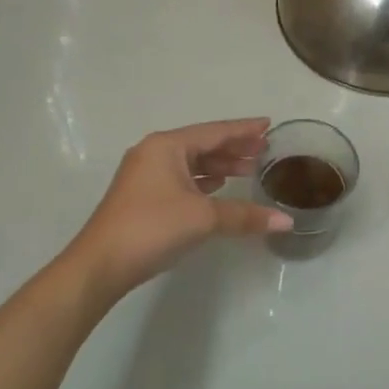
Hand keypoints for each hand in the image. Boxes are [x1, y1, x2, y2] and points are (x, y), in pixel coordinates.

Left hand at [67, 119, 292, 299]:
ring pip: (190, 163)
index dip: (244, 129)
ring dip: (219, 166)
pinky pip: (180, 178)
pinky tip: (217, 187)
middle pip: (202, 145)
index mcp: (167, 146)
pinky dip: (202, 180)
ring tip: (248, 170)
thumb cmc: (152, 227)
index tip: (268, 125)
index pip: (215, 132)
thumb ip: (245, 216)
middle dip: (234, 148)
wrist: (101, 264)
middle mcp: (154, 153)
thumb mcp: (204, 218)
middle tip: (264, 150)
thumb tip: (287, 222)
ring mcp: (145, 175)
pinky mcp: (142, 196)